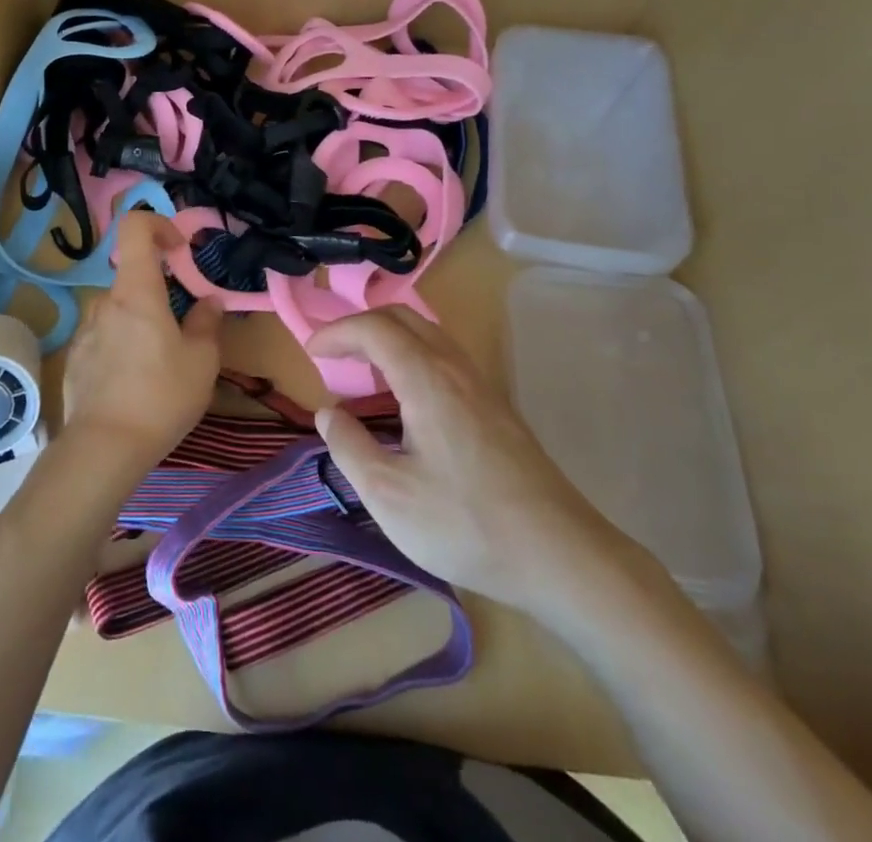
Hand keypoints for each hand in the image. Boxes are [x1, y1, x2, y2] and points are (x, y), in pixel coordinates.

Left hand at [61, 212, 221, 472]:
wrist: (104, 448)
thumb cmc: (161, 396)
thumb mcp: (201, 361)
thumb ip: (207, 323)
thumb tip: (210, 302)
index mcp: (137, 292)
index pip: (135, 228)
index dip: (158, 225)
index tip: (180, 250)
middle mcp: (106, 302)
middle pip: (134, 280)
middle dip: (159, 297)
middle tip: (182, 334)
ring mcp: (85, 330)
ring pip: (119, 312)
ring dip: (140, 325)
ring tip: (158, 367)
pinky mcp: (75, 358)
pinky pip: (104, 339)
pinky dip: (121, 348)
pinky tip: (132, 386)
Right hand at [308, 308, 656, 627]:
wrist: (561, 554)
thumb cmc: (466, 524)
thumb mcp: (389, 496)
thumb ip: (349, 447)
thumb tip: (329, 412)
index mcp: (427, 378)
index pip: (374, 327)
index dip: (337, 332)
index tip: (310, 352)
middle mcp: (455, 367)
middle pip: (403, 317)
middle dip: (361, 326)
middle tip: (333, 355)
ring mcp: (481, 384)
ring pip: (428, 334)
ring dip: (389, 339)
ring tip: (364, 374)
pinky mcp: (496, 405)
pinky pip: (445, 356)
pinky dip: (413, 357)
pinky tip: (406, 399)